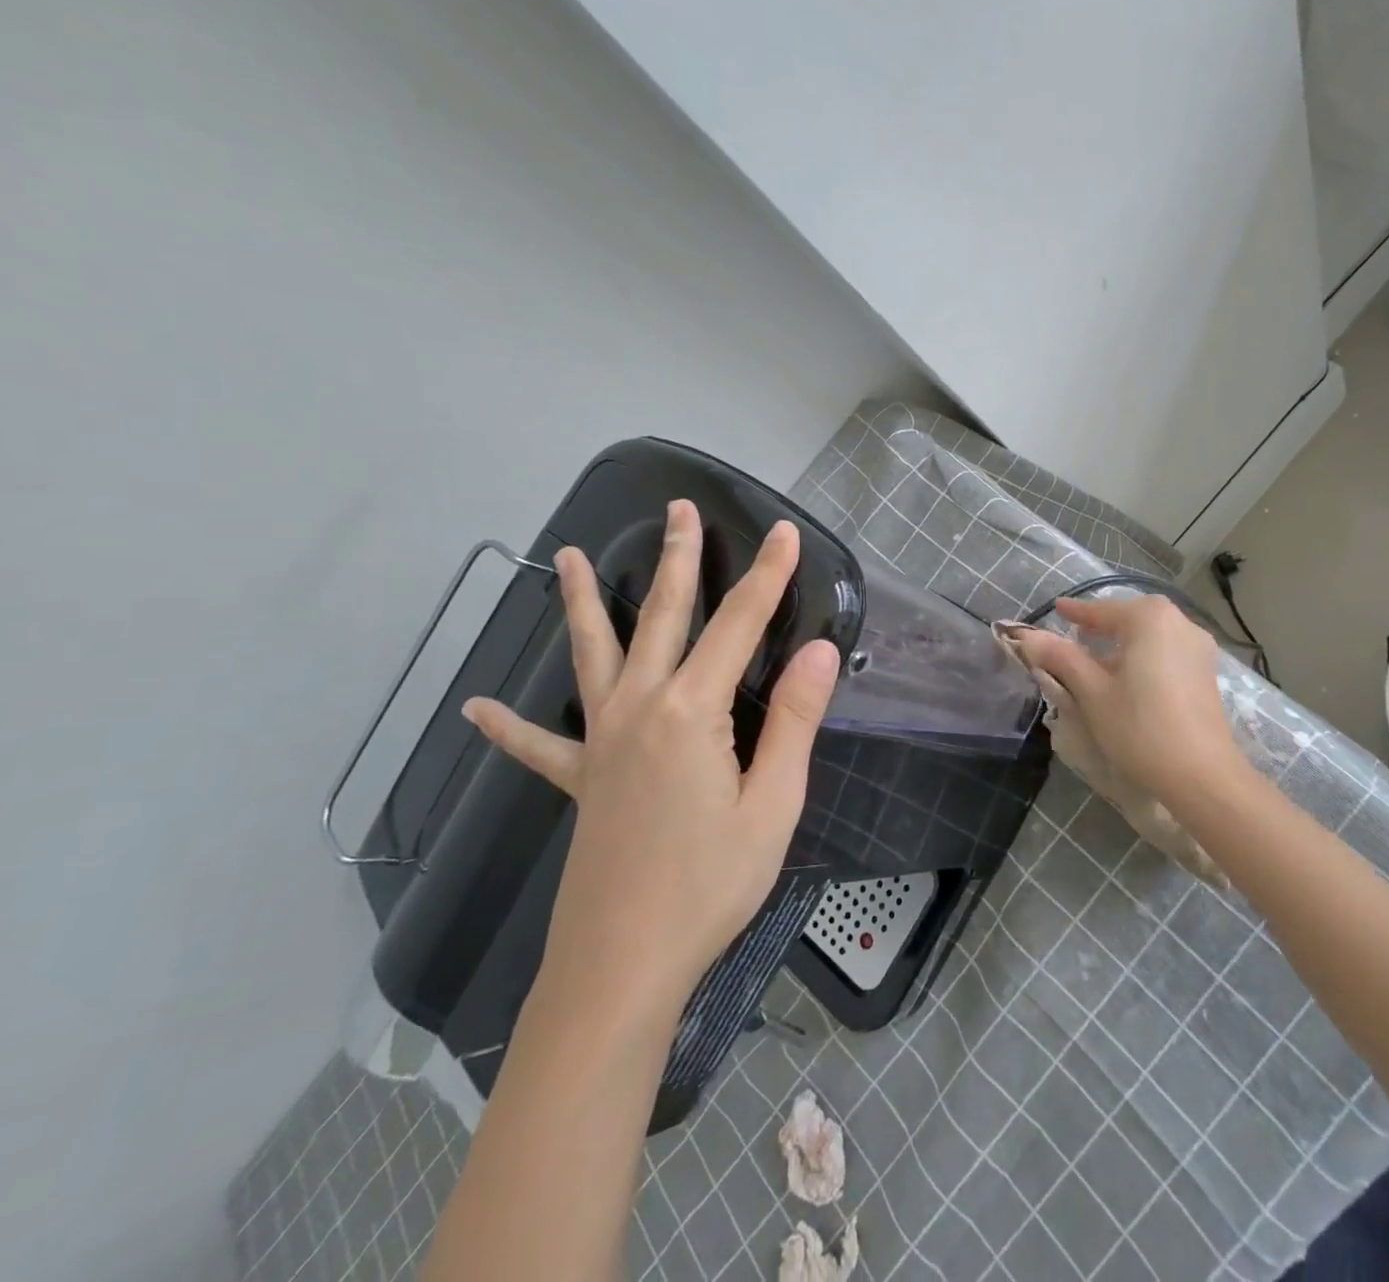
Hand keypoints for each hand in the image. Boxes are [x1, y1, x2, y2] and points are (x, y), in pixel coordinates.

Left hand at [461, 501, 839, 1018]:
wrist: (622, 966)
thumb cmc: (710, 885)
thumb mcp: (773, 804)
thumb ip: (795, 721)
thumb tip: (820, 649)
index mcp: (691, 712)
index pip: (739, 626)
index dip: (767, 577)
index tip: (785, 533)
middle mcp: (639, 710)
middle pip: (663, 619)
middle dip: (677, 561)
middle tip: (677, 509)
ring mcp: (601, 743)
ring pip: (595, 656)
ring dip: (586, 604)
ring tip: (568, 558)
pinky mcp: (581, 781)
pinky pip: (542, 746)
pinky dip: (512, 727)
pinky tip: (481, 708)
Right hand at [1011, 594, 1245, 808]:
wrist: (1202, 775)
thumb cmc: (1140, 728)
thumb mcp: (1092, 692)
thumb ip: (1061, 658)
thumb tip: (1029, 637)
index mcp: (1150, 619)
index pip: (1102, 610)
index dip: (1075, 612)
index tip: (1055, 608)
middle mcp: (1179, 623)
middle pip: (1130, 618)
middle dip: (1101, 626)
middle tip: (1074, 634)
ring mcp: (1198, 648)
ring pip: (1150, 635)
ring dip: (1123, 643)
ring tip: (1097, 660)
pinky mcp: (1206, 673)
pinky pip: (1166, 651)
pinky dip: (1143, 656)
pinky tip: (1128, 678)